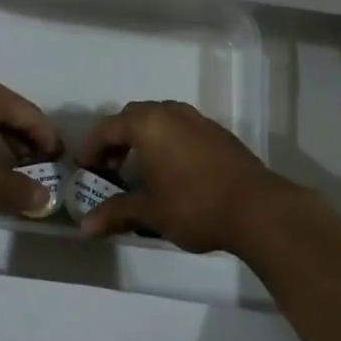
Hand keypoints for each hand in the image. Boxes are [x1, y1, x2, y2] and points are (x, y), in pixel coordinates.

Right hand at [77, 101, 297, 252]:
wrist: (256, 208)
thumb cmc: (195, 206)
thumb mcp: (151, 212)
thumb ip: (116, 213)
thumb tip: (85, 227)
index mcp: (149, 124)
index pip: (109, 126)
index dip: (92, 147)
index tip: (84, 168)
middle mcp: (172, 112)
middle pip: (134, 116)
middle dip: (117, 139)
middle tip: (110, 168)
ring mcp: (198, 119)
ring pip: (160, 117)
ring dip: (143, 137)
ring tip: (140, 169)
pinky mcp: (217, 132)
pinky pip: (181, 126)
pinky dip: (166, 140)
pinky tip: (172, 169)